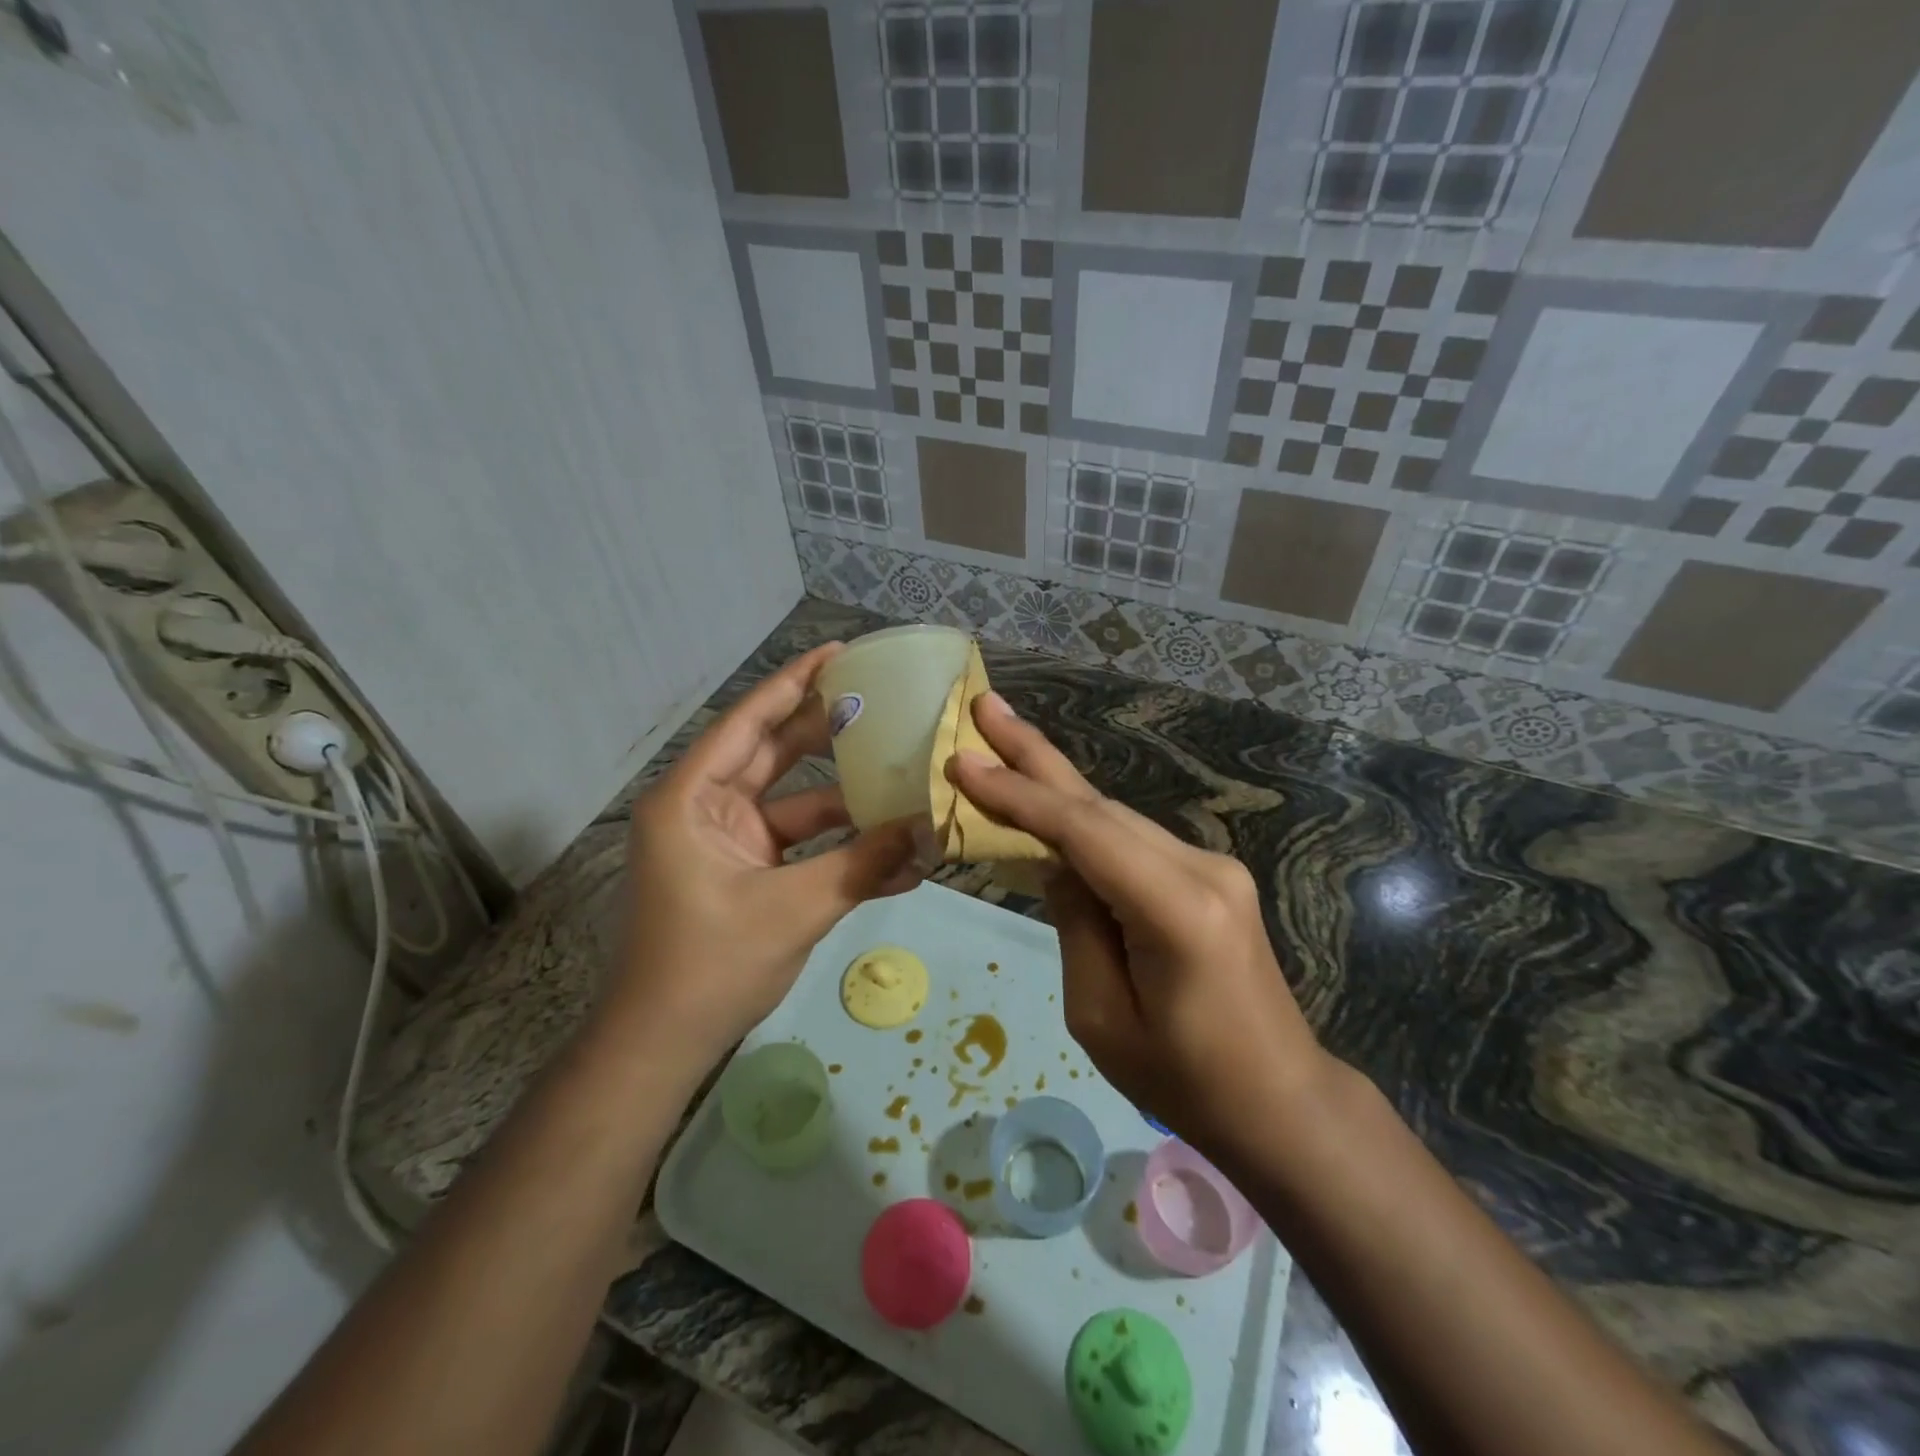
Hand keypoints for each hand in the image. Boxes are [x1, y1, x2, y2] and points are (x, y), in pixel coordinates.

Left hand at [611, 643, 920, 1063]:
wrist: (663, 1046)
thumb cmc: (709, 966)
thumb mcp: (792, 909)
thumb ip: (862, 866)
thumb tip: (927, 832)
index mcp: (692, 799)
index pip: (749, 722)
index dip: (794, 684)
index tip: (840, 654)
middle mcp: (707, 809)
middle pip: (775, 754)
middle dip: (830, 733)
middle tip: (884, 705)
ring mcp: (730, 843)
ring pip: (797, 804)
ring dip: (848, 803)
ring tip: (907, 782)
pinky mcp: (749, 874)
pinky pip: (801, 848)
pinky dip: (839, 850)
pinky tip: (895, 858)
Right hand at [947, 692, 1330, 1157]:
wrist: (1280, 1101)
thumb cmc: (1184, 1080)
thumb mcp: (1101, 1016)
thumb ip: (1075, 924)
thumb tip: (1054, 863)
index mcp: (1176, 909)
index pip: (1082, 831)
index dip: (1018, 793)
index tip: (962, 760)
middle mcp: (1202, 868)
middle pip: (1099, 804)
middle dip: (1034, 754)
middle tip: (985, 704)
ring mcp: (1212, 867)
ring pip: (1114, 816)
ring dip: (1054, 781)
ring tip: (1002, 740)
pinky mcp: (1211, 877)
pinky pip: (1132, 840)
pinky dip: (1082, 820)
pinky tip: (1047, 802)